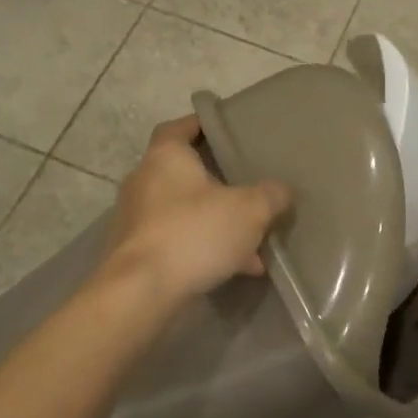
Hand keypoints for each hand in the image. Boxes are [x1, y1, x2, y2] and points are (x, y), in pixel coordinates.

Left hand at [102, 115, 291, 307]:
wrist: (142, 292)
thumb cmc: (194, 233)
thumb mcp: (249, 211)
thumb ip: (269, 196)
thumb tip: (280, 191)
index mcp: (165, 157)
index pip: (180, 127)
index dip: (203, 125)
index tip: (226, 129)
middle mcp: (145, 181)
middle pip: (185, 172)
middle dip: (219, 183)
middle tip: (249, 189)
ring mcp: (137, 219)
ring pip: (185, 212)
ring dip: (217, 223)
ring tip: (254, 241)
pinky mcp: (137, 253)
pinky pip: (178, 241)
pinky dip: (205, 249)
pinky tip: (238, 269)